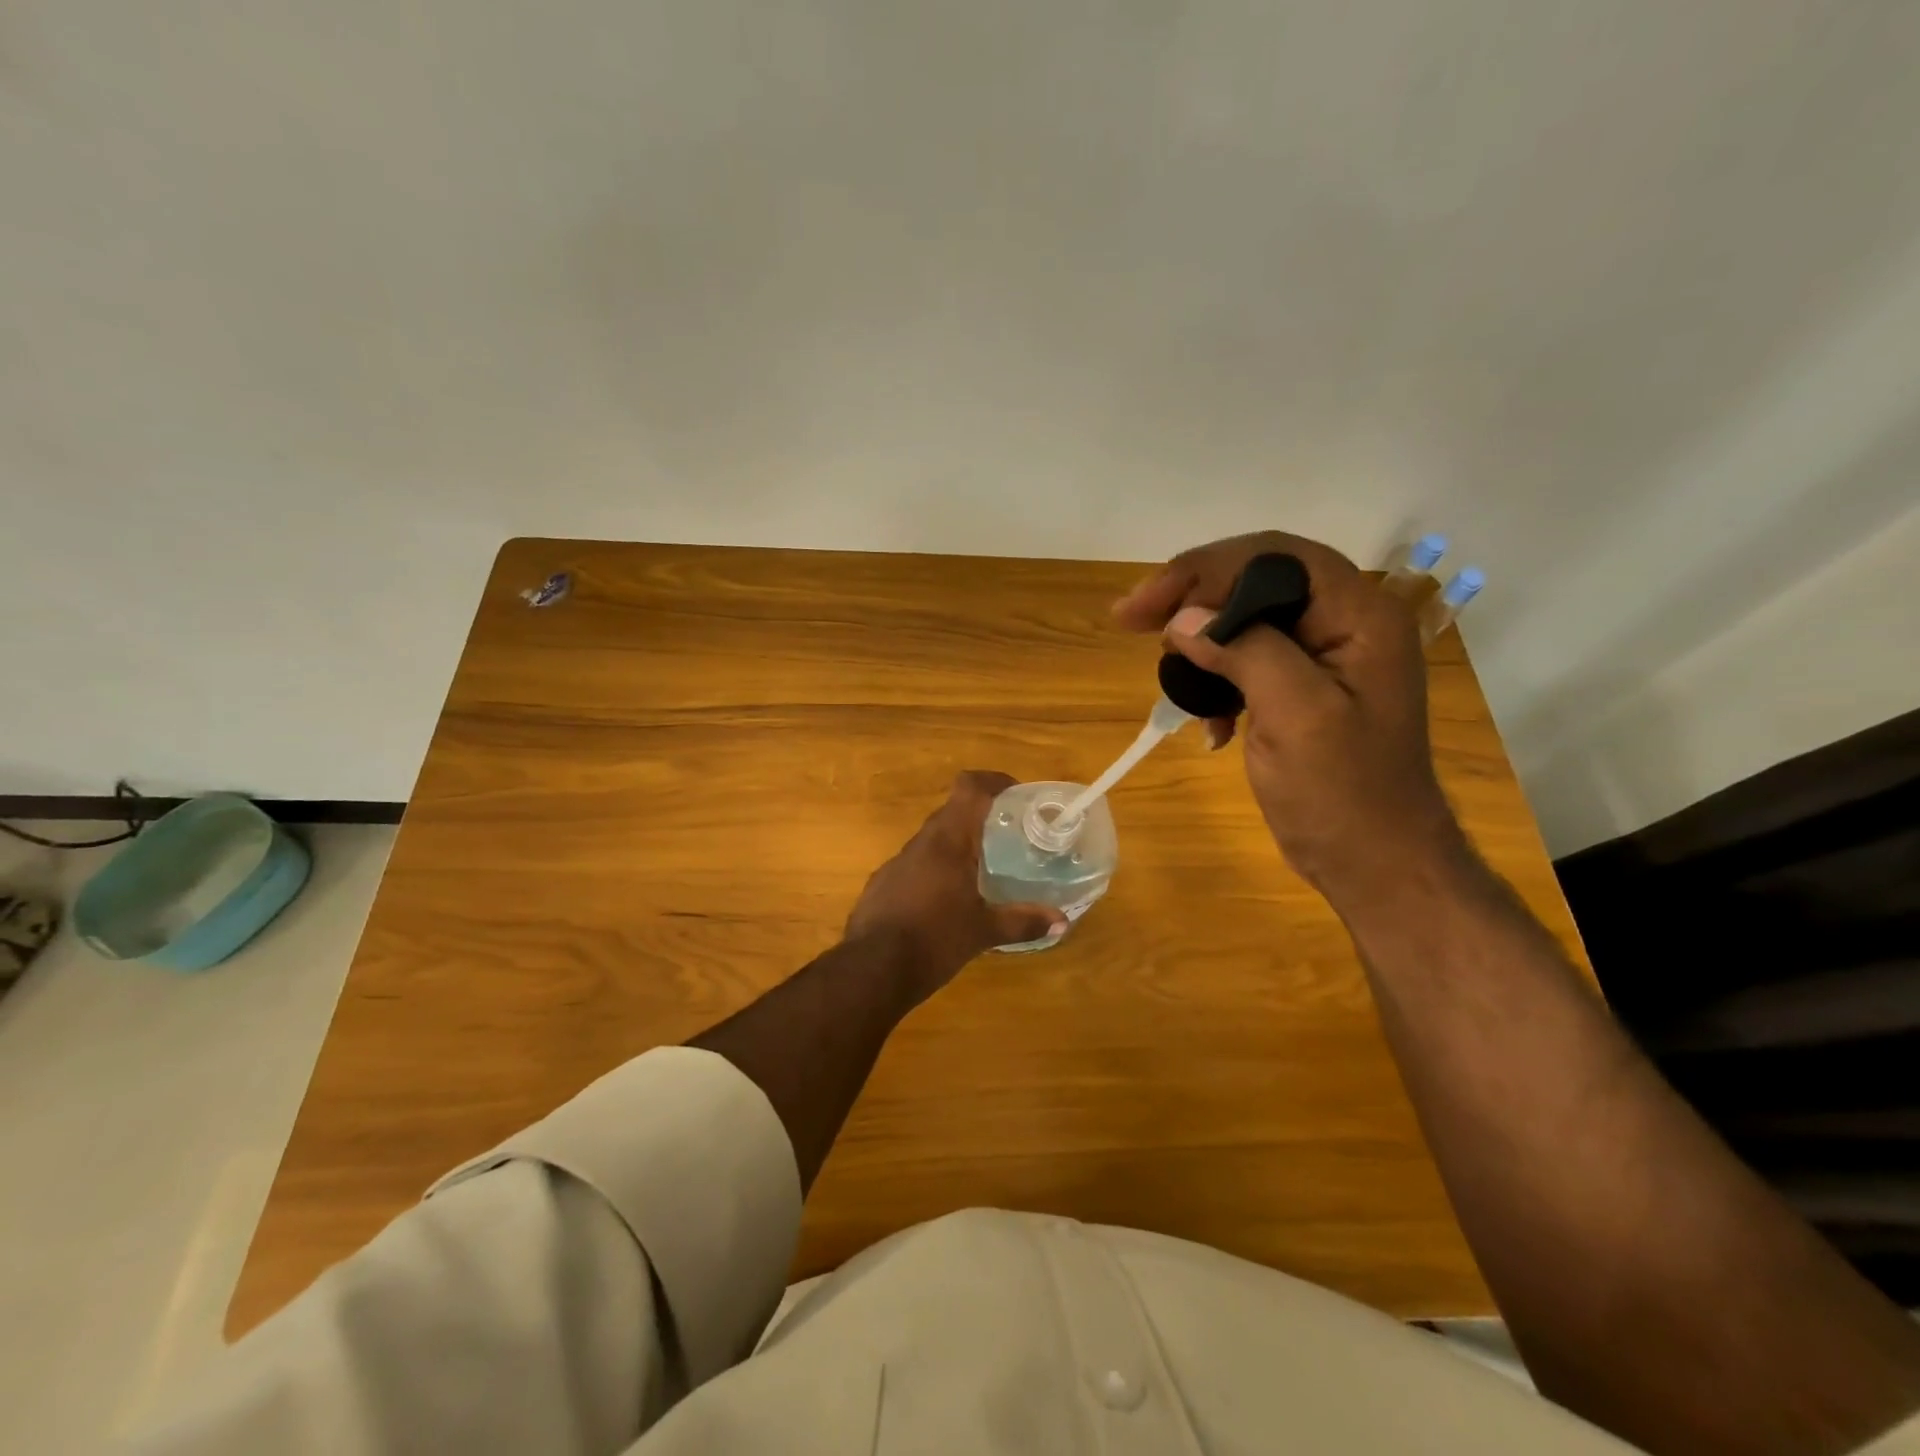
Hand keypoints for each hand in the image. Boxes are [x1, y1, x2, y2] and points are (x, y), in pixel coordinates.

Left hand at [845, 771, 1064, 1002]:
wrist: (871, 970)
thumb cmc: (934, 940)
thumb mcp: (983, 932)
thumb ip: (1023, 922)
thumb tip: (1062, 923)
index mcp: (947, 841)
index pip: (968, 787)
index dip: (993, 781)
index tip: (1016, 794)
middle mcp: (920, 843)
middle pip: (952, 812)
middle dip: (980, 818)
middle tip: (1008, 836)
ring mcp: (896, 863)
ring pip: (932, 840)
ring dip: (956, 845)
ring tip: (981, 869)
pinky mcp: (882, 885)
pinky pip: (915, 865)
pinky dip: (936, 870)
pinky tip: (946, 900)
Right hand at [1113, 531, 1465, 903]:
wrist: (1375, 862)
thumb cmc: (1344, 792)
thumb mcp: (1296, 714)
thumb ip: (1245, 651)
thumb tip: (1183, 619)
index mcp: (1359, 615)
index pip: (1274, 557)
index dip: (1204, 569)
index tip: (1144, 606)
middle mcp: (1344, 622)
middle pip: (1255, 582)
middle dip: (1192, 600)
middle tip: (1135, 624)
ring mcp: (1323, 657)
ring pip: (1244, 620)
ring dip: (1201, 646)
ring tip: (1174, 682)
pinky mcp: (1301, 688)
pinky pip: (1246, 661)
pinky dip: (1216, 684)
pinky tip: (1210, 725)